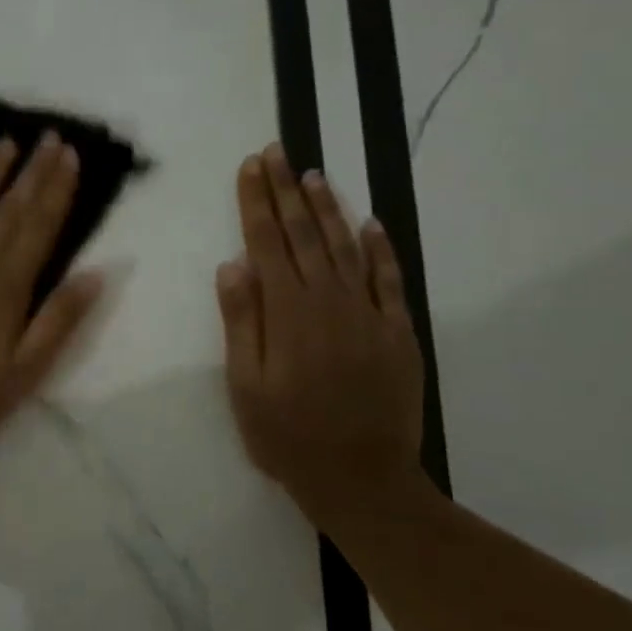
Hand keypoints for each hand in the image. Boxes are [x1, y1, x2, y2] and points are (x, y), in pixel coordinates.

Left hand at [0, 134, 102, 457]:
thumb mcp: (27, 371)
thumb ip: (60, 319)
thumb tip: (97, 272)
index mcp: (8, 287)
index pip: (40, 227)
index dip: (57, 190)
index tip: (70, 156)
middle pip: (9, 209)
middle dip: (32, 171)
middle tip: (49, 136)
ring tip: (6, 142)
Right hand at [216, 144, 427, 528]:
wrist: (362, 478)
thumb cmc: (287, 436)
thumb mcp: (245, 385)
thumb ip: (242, 322)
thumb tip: (233, 264)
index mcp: (287, 313)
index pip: (266, 243)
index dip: (256, 202)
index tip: (250, 166)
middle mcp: (328, 301)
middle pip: (304, 234)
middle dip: (287, 190)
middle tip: (276, 151)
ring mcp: (368, 314)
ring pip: (345, 247)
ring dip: (327, 208)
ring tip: (313, 175)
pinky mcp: (398, 331)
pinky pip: (389, 279)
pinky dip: (380, 248)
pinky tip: (369, 223)